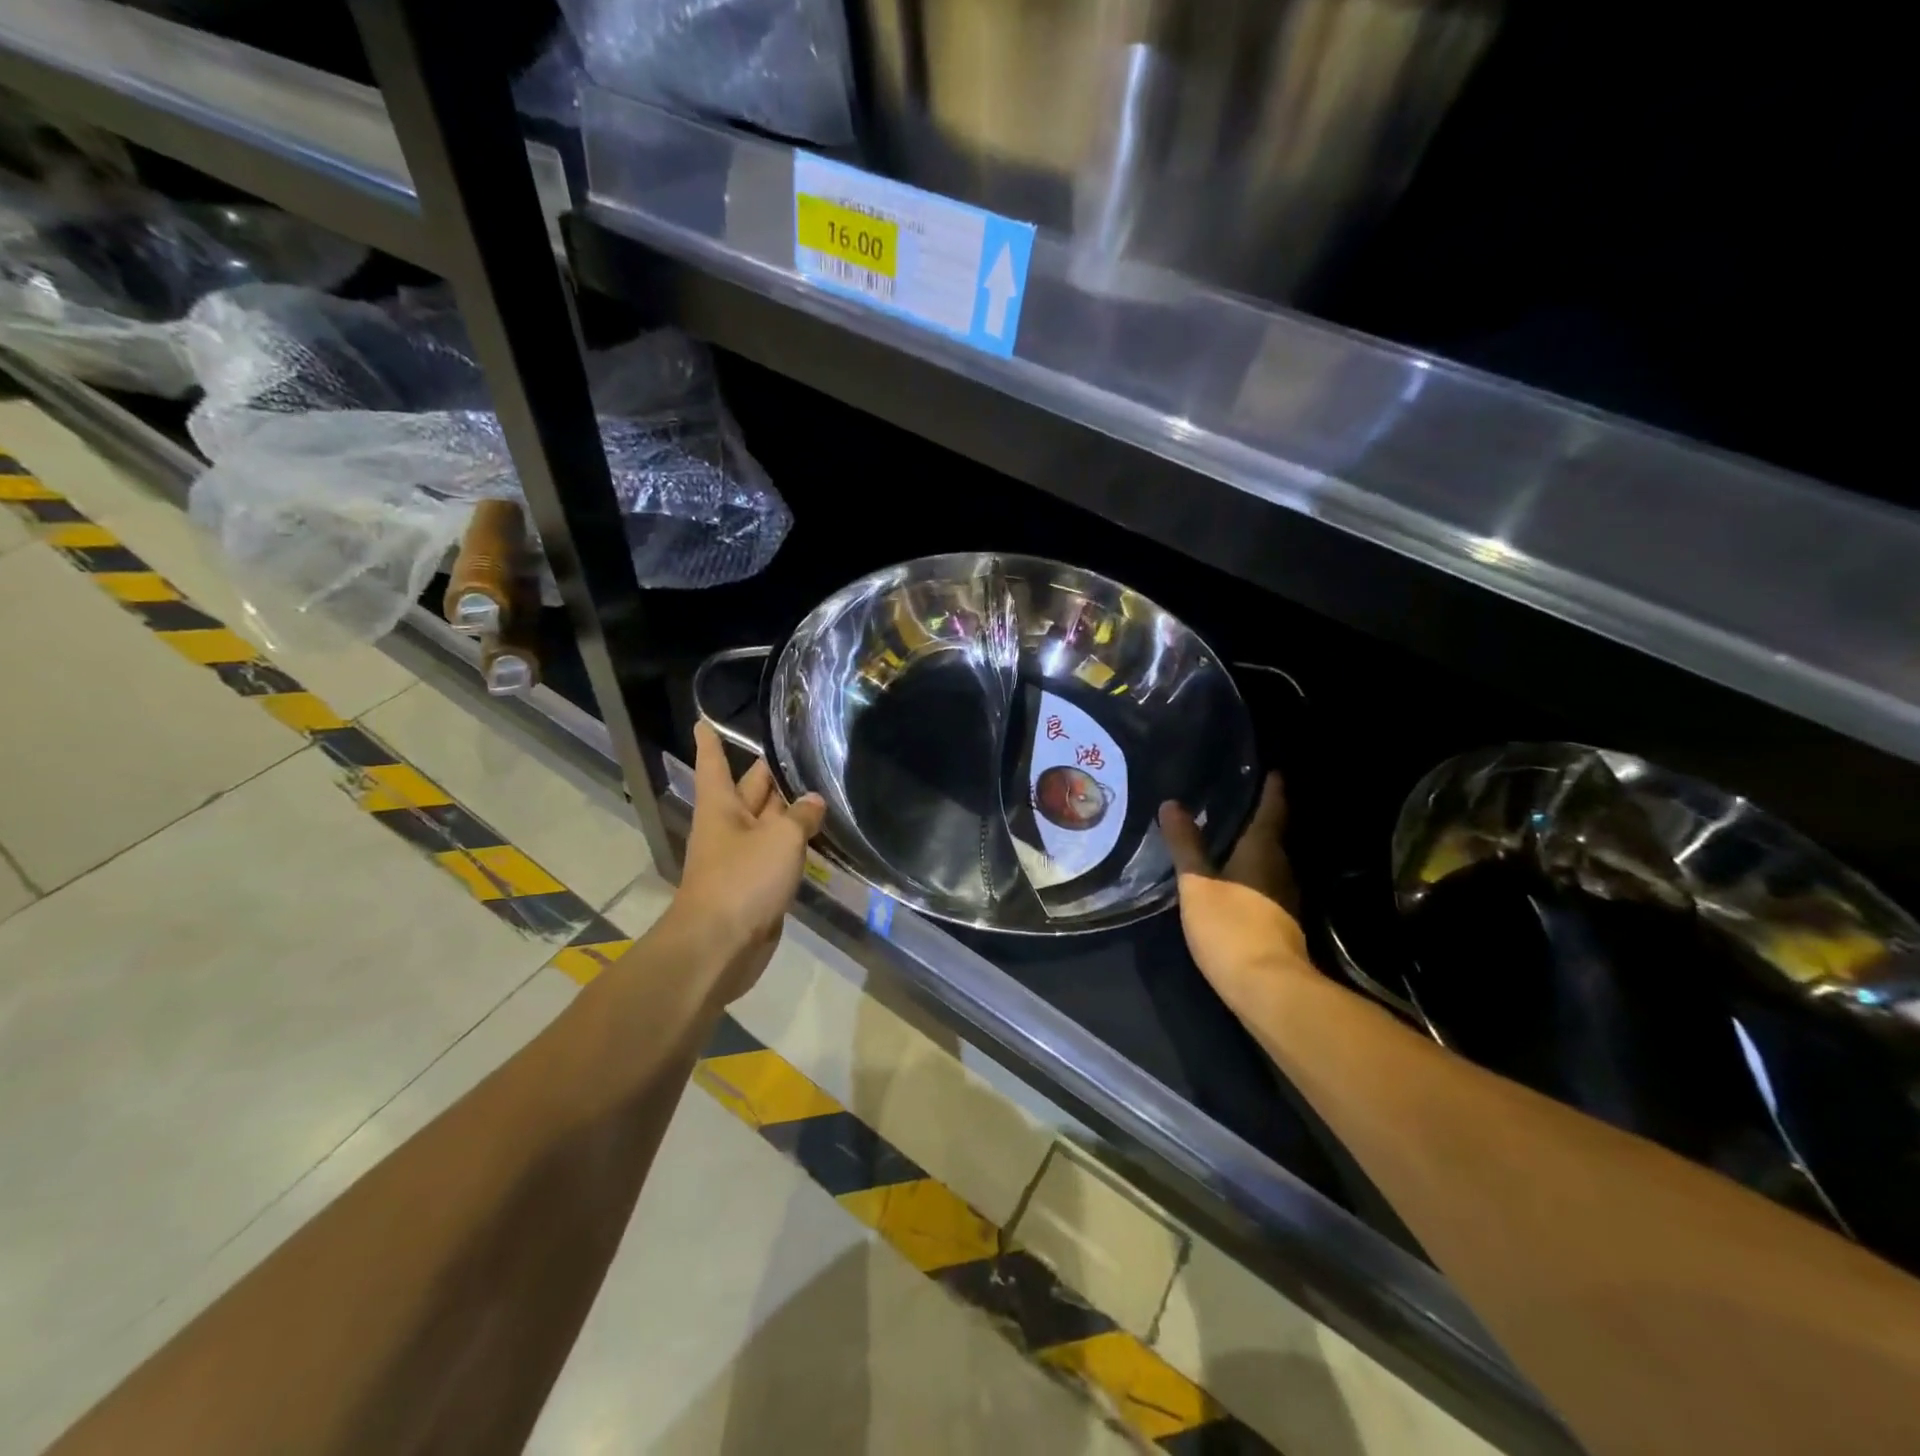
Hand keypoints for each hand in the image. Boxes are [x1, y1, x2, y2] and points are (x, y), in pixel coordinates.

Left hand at [667, 722, 825, 1005]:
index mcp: (721, 807)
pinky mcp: (757, 886)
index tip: (703, 720)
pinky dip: (796, 844)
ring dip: (789, 809)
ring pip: (768, 824)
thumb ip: (801, 816)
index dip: (711, 743)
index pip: (715, 764)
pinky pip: (778, 855)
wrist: (720, 946)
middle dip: (768, 774)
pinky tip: (819, 836)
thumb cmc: (742, 880)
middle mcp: (729, 827)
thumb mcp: (780, 839)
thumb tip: (814, 802)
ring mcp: (742, 858)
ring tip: (820, 787)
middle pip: (749, 792)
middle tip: (796, 750)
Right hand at [1159, 773, 1313, 1016]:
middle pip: (1270, 835)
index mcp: (1262, 850)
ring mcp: (1283, 897)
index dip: (1272, 789)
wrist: (1268, 988)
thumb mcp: (1198, 884)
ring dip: (1250, 846)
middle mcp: (1280, 868)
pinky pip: (1262, 883)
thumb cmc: (1232, 927)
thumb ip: (1185, 845)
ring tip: (1223, 834)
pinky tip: (1228, 876)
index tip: (1270, 770)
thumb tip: (1173, 803)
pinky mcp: (1279, 921)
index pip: (1272, 810)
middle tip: (1231, 798)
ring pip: (1267, 861)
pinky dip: (1248, 872)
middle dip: (1256, 817)